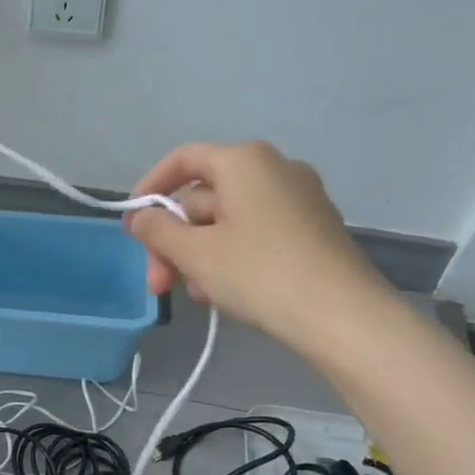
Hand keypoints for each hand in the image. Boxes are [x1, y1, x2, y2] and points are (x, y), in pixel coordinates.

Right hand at [124, 141, 390, 352]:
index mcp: (244, 161)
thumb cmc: (259, 273)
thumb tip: (138, 217)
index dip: (150, 188)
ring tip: (194, 296)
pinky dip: (228, 257)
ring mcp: (298, 198)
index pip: (183, 159)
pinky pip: (254, 233)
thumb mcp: (195, 253)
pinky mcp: (311, 228)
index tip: (132, 225)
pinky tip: (221, 293)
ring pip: (227, 220)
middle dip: (173, 240)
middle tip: (158, 284)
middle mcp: (274, 168)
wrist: (342, 315)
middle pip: (203, 197)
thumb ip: (157, 230)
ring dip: (198, 255)